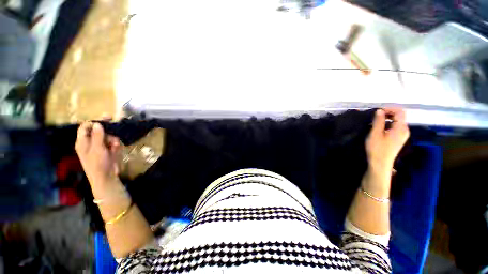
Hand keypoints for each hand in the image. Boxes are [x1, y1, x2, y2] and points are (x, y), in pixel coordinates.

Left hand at [75, 122, 120, 185]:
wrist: (106, 177)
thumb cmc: (98, 164)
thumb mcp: (97, 149)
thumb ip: (97, 136)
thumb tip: (97, 124)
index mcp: (83, 142)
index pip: (86, 127)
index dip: (94, 122)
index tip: (107, 118)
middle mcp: (90, 143)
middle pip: (98, 131)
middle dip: (107, 132)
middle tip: (114, 132)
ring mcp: (100, 147)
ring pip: (108, 137)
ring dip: (113, 140)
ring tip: (115, 146)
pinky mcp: (108, 150)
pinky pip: (113, 143)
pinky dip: (115, 145)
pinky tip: (116, 149)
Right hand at [366, 108, 409, 175]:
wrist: (380, 163)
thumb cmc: (377, 148)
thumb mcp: (375, 133)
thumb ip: (378, 121)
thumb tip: (380, 110)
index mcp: (401, 128)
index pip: (400, 112)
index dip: (389, 109)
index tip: (377, 111)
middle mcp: (404, 130)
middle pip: (400, 116)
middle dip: (388, 113)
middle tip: (375, 116)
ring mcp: (402, 135)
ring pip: (397, 121)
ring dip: (387, 119)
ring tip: (375, 121)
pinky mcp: (398, 139)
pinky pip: (395, 127)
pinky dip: (388, 124)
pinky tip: (380, 128)